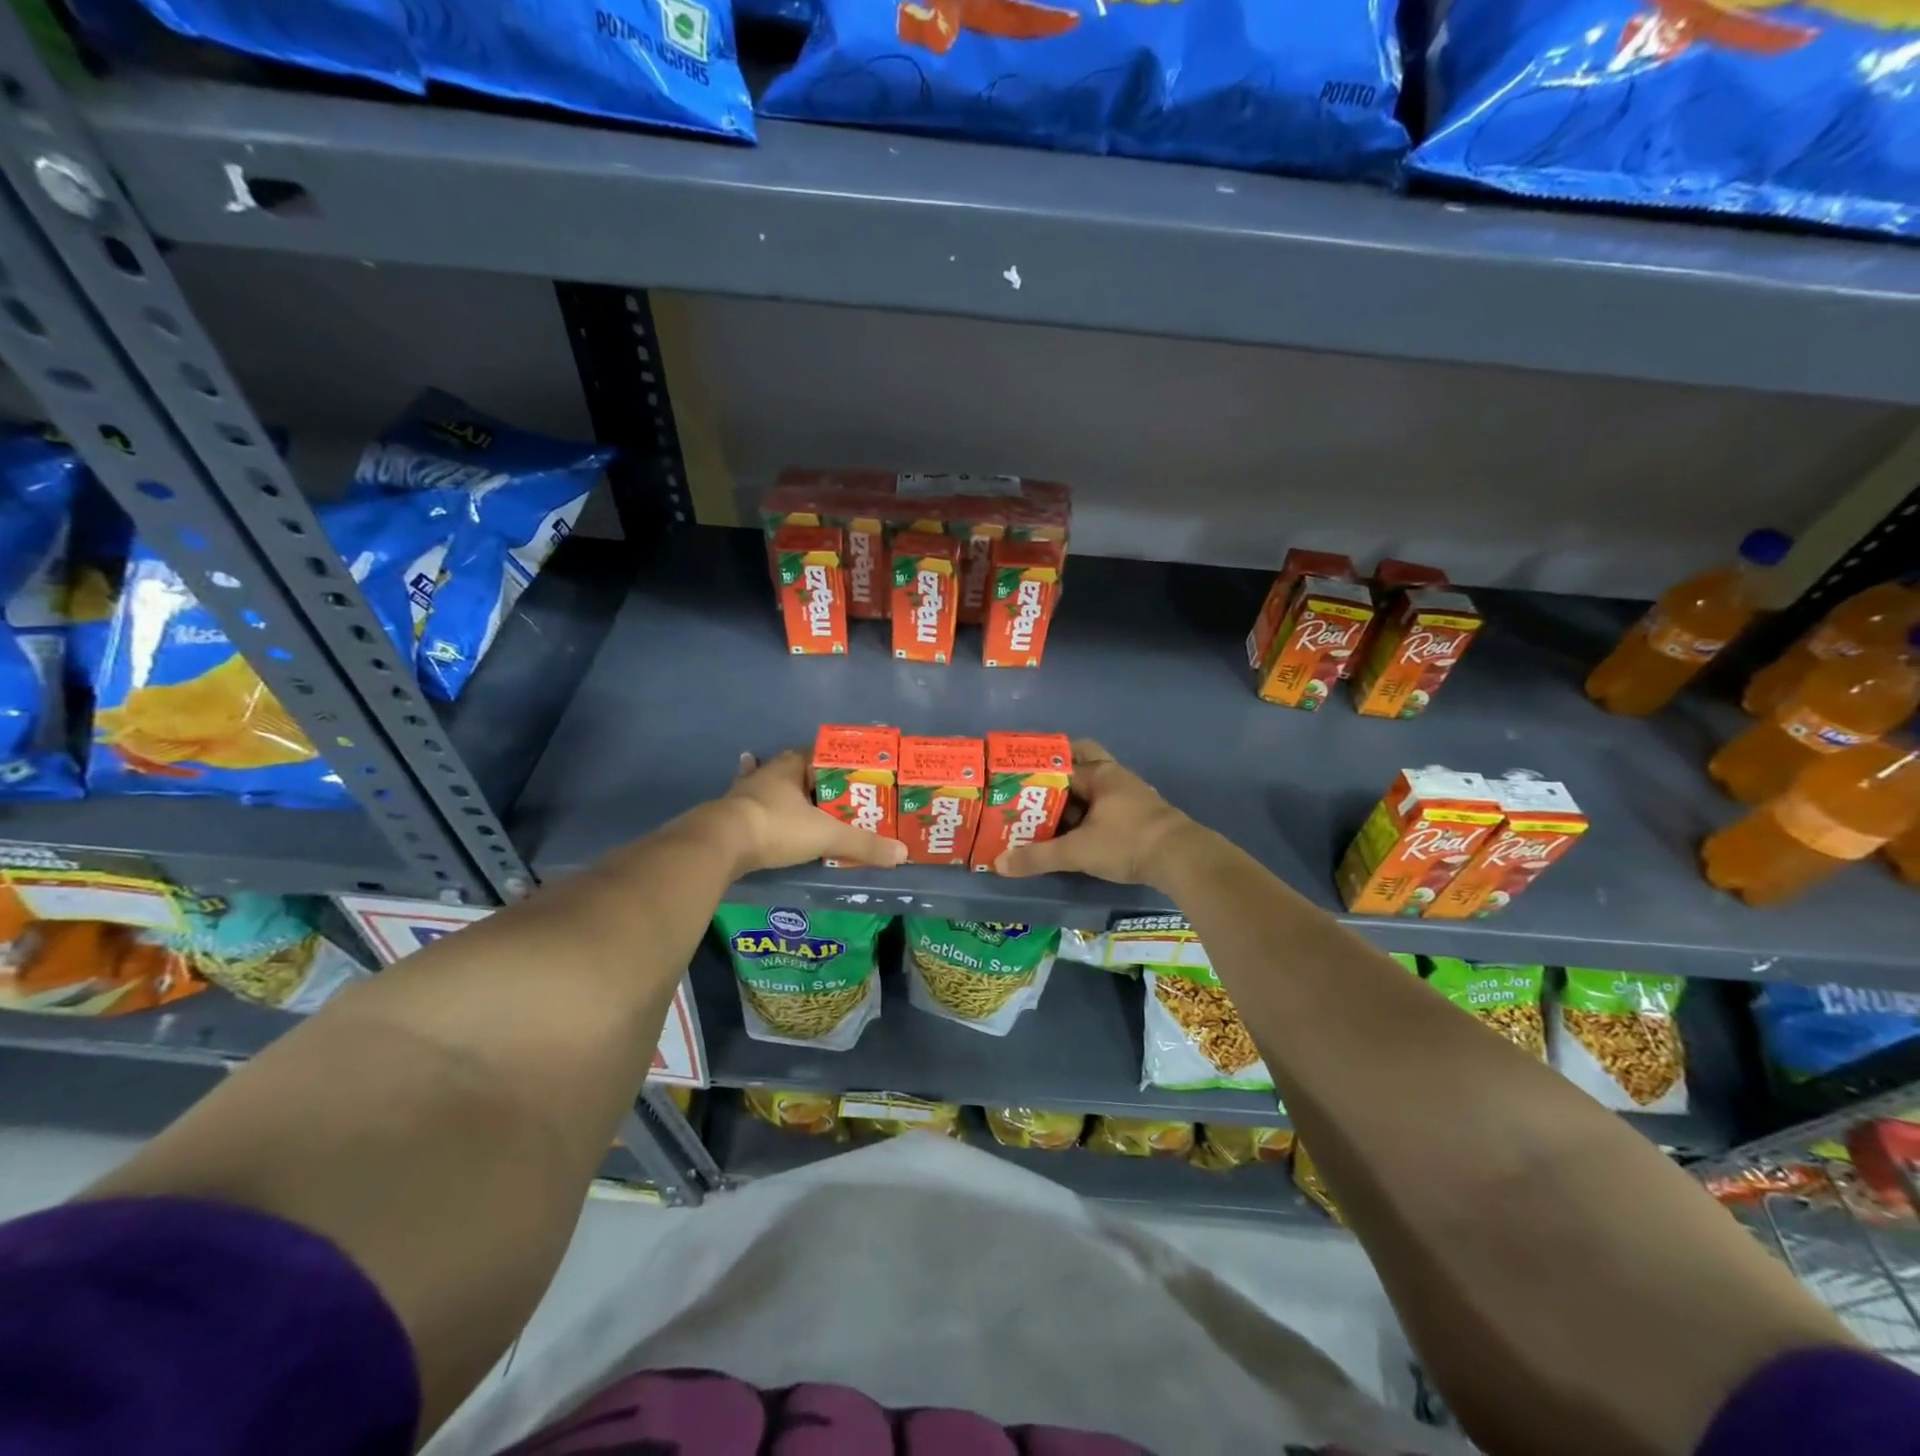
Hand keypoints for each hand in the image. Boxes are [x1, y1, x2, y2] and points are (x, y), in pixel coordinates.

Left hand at [718, 750, 905, 874]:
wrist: (719, 845)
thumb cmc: (776, 827)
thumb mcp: (826, 835)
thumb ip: (862, 844)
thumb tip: (902, 853)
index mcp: (791, 766)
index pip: (820, 754)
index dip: (838, 762)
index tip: (854, 774)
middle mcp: (767, 773)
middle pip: (795, 770)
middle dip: (811, 778)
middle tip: (833, 793)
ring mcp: (744, 792)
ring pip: (769, 785)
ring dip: (782, 790)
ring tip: (796, 796)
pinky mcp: (728, 813)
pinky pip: (749, 806)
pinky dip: (756, 807)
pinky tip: (749, 802)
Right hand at [994, 740, 1195, 886]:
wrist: (1182, 859)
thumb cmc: (1127, 843)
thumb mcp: (1077, 851)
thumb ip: (1038, 857)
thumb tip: (1000, 864)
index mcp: (1099, 774)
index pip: (1060, 762)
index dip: (1036, 770)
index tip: (1014, 779)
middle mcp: (1115, 776)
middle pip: (1083, 762)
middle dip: (1059, 772)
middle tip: (1034, 789)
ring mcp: (1131, 794)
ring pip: (1096, 785)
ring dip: (1074, 795)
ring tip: (1046, 812)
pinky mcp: (1140, 814)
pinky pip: (1107, 803)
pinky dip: (1089, 811)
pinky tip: (1076, 829)